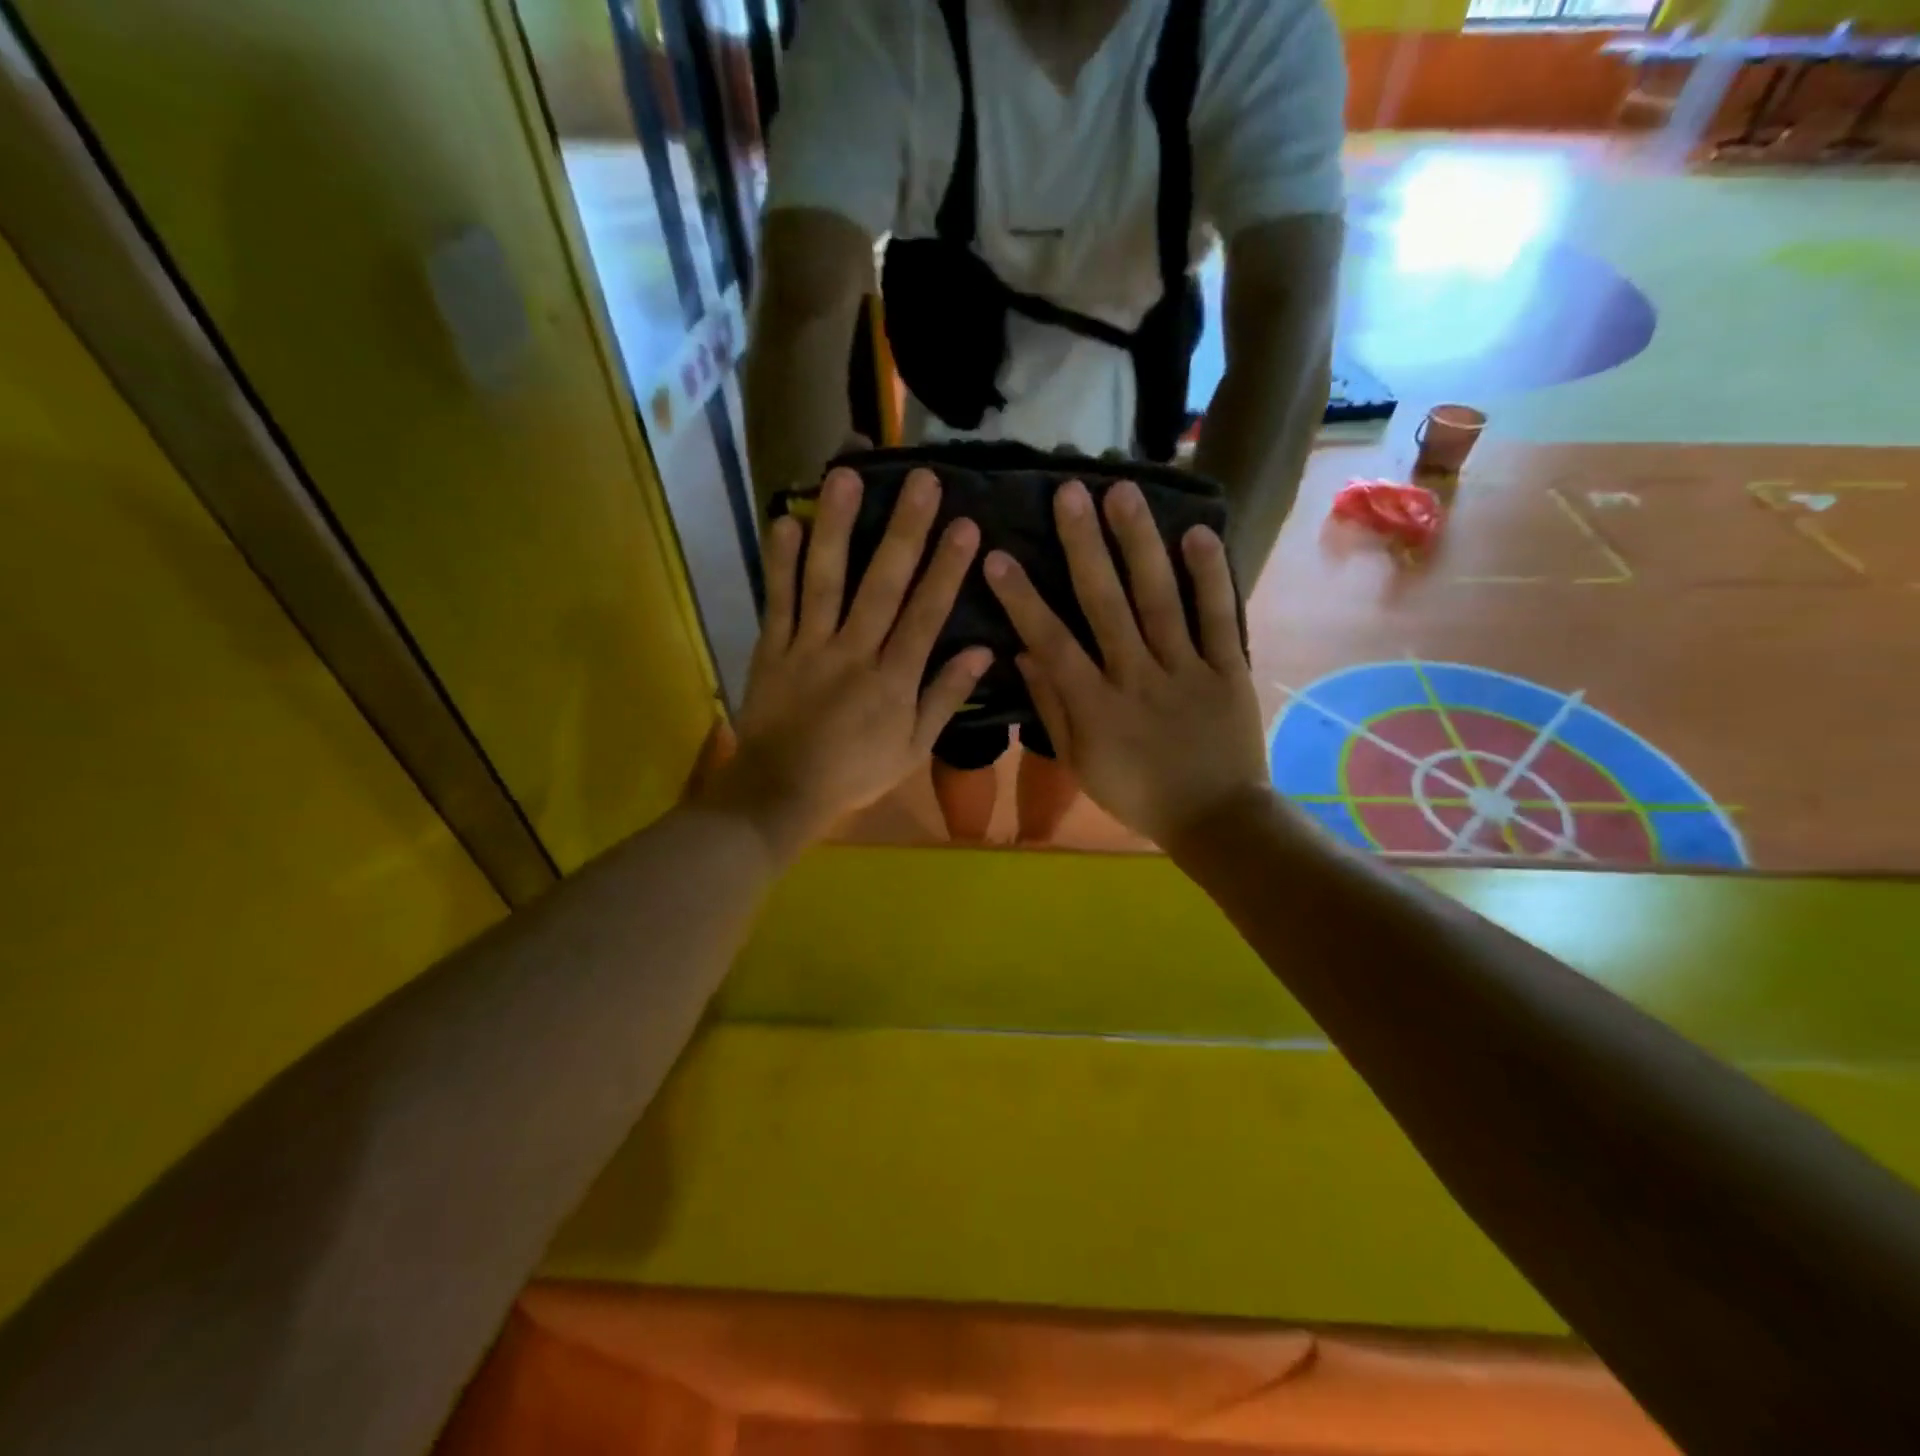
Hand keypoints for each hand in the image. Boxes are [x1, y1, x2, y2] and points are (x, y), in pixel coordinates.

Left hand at [702, 466, 989, 857]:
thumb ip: (944, 698)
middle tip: (922, 480)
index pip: (926, 615)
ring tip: (847, 478)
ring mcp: (809, 646)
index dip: (947, 569)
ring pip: (826, 580)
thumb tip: (982, 652)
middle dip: (905, 530)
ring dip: (838, 528)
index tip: (966, 525)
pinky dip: (781, 563)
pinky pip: (777, 600)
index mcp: (893, 679)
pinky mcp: (772, 648)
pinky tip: (786, 521)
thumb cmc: (854, 773)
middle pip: (882, 584)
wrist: (782, 792)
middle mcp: (854, 652)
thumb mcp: (913, 748)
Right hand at [984, 479, 1268, 847]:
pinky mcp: (1228, 669)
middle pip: (1106, 604)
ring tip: (1123, 491)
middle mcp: (1137, 678)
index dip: (1022, 599)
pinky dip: (1210, 576)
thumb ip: (1052, 708)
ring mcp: (1186, 670)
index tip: (997, 556)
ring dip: (1139, 544)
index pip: (1051, 643)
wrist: (1215, 819)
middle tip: (1067, 492)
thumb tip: (1023, 654)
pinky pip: (1219, 618)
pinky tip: (1197, 533)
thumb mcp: (1080, 763)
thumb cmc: (1137, 794)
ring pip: (1159, 599)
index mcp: (1096, 706)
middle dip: (1083, 546)